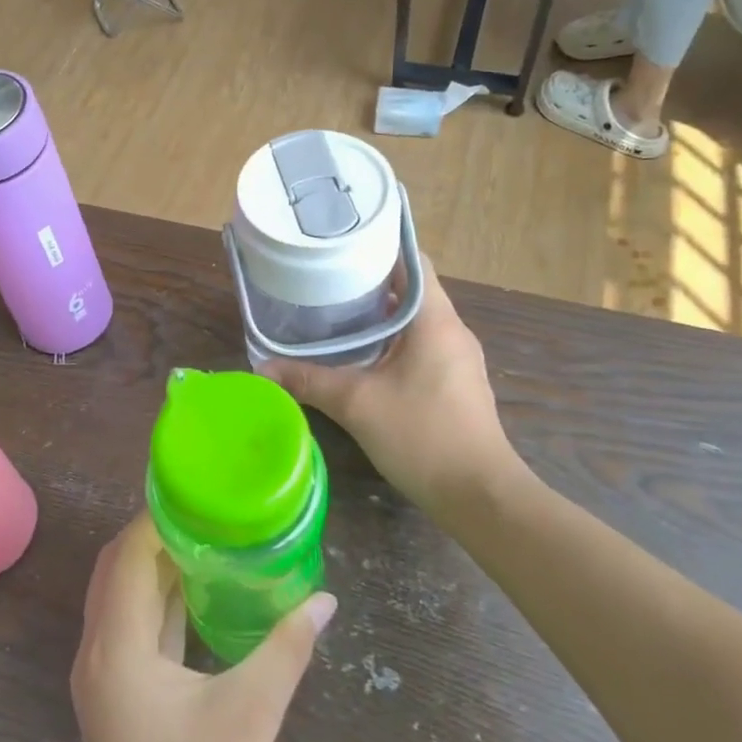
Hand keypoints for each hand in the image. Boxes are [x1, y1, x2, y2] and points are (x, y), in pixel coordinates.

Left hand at [67, 515, 334, 741]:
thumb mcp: (252, 713)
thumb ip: (287, 648)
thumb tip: (326, 599)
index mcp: (115, 648)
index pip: (127, 556)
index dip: (156, 519)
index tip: (197, 494)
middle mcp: (96, 655)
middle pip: (115, 571)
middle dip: (153, 536)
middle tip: (204, 513)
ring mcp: (102, 681)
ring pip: (120, 600)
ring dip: (153, 568)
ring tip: (204, 540)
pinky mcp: (116, 701)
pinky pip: (130, 630)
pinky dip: (156, 603)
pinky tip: (195, 595)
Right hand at [265, 257, 525, 519]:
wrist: (479, 496)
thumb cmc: (422, 436)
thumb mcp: (357, 404)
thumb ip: (308, 381)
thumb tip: (262, 369)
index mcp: (436, 319)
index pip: (413, 260)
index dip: (378, 247)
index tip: (340, 246)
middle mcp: (451, 330)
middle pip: (411, 288)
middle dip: (369, 282)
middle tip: (324, 279)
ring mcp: (457, 358)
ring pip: (414, 320)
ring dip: (379, 314)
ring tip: (334, 312)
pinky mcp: (454, 383)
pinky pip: (420, 345)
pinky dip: (390, 340)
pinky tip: (360, 355)